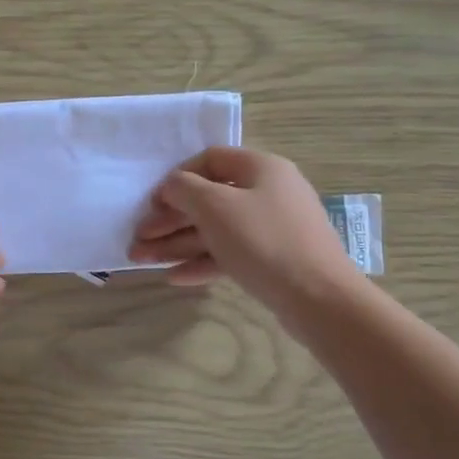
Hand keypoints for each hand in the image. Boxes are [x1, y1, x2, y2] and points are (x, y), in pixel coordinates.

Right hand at [129, 146, 357, 311]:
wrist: (320, 299)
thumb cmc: (264, 241)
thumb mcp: (216, 207)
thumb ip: (184, 189)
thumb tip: (172, 186)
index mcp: (260, 168)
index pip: (210, 160)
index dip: (177, 178)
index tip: (153, 202)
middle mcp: (268, 192)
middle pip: (208, 199)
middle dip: (169, 220)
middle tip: (138, 238)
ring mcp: (272, 228)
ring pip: (215, 230)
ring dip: (177, 243)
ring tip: (141, 260)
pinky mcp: (273, 260)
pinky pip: (230, 254)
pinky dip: (202, 262)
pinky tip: (174, 277)